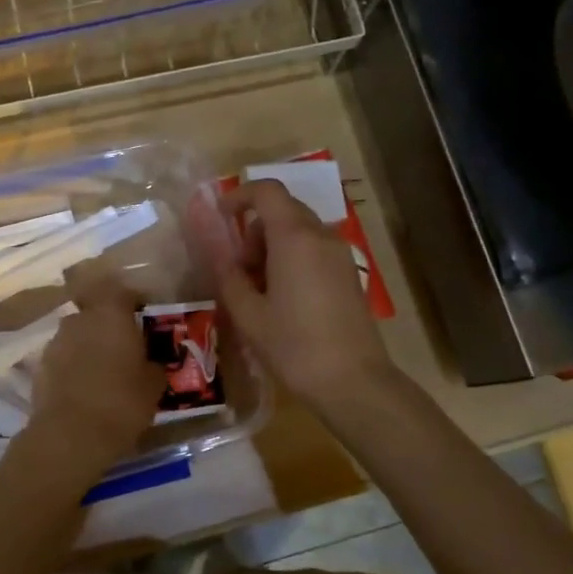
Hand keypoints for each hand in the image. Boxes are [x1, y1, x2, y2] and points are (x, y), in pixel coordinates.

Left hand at [26, 272, 165, 465]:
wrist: (69, 436)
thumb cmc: (121, 403)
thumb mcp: (154, 385)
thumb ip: (154, 365)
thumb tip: (153, 361)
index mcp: (111, 314)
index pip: (123, 292)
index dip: (134, 302)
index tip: (144, 316)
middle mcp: (80, 319)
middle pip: (97, 313)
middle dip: (110, 326)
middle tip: (125, 347)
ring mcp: (56, 342)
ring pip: (78, 335)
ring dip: (90, 346)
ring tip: (104, 371)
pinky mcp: (40, 366)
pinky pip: (63, 358)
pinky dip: (74, 366)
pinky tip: (84, 388)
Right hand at [198, 179, 395, 410]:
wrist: (354, 382)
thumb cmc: (294, 346)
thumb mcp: (248, 314)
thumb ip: (229, 276)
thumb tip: (218, 253)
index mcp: (294, 237)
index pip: (267, 191)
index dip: (240, 196)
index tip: (221, 218)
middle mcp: (321, 236)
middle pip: (283, 210)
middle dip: (254, 230)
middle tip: (239, 270)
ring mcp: (340, 254)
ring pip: (300, 231)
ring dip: (273, 246)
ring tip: (260, 290)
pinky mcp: (350, 274)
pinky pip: (315, 250)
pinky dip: (294, 258)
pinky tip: (285, 299)